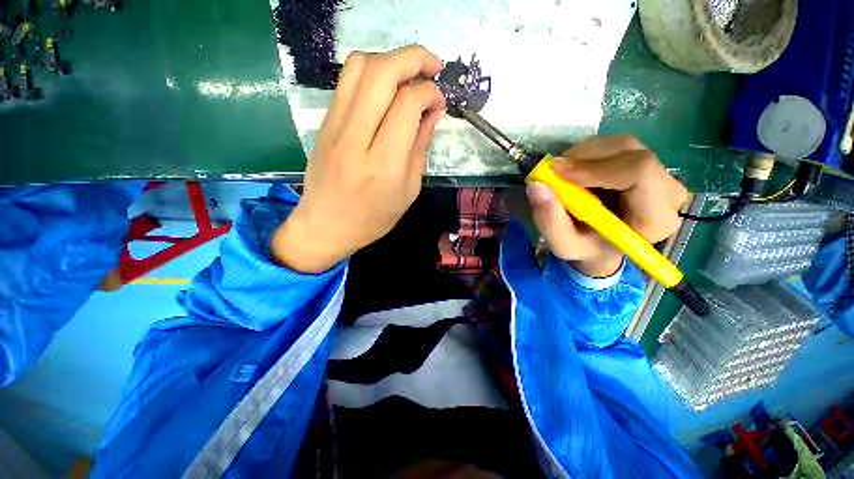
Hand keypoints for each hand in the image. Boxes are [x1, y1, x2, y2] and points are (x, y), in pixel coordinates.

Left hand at [271, 46, 445, 273]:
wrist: (325, 227)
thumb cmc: (373, 219)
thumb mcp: (408, 191)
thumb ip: (420, 148)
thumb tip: (433, 111)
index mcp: (383, 165)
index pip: (407, 104)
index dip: (429, 92)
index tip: (439, 101)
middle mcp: (356, 139)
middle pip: (382, 72)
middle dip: (414, 58)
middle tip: (433, 67)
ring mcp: (334, 127)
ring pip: (360, 66)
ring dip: (390, 60)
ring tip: (409, 75)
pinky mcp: (324, 123)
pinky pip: (347, 81)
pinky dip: (371, 72)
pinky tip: (386, 88)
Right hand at [527, 135, 687, 276]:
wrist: (602, 245)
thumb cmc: (586, 248)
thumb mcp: (563, 245)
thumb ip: (550, 221)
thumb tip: (537, 185)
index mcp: (655, 218)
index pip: (639, 172)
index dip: (596, 167)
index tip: (558, 172)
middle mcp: (668, 192)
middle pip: (632, 153)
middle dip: (586, 157)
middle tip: (554, 170)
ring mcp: (660, 174)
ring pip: (623, 145)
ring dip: (585, 154)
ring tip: (563, 174)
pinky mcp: (646, 164)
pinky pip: (618, 146)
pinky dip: (589, 153)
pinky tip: (576, 171)